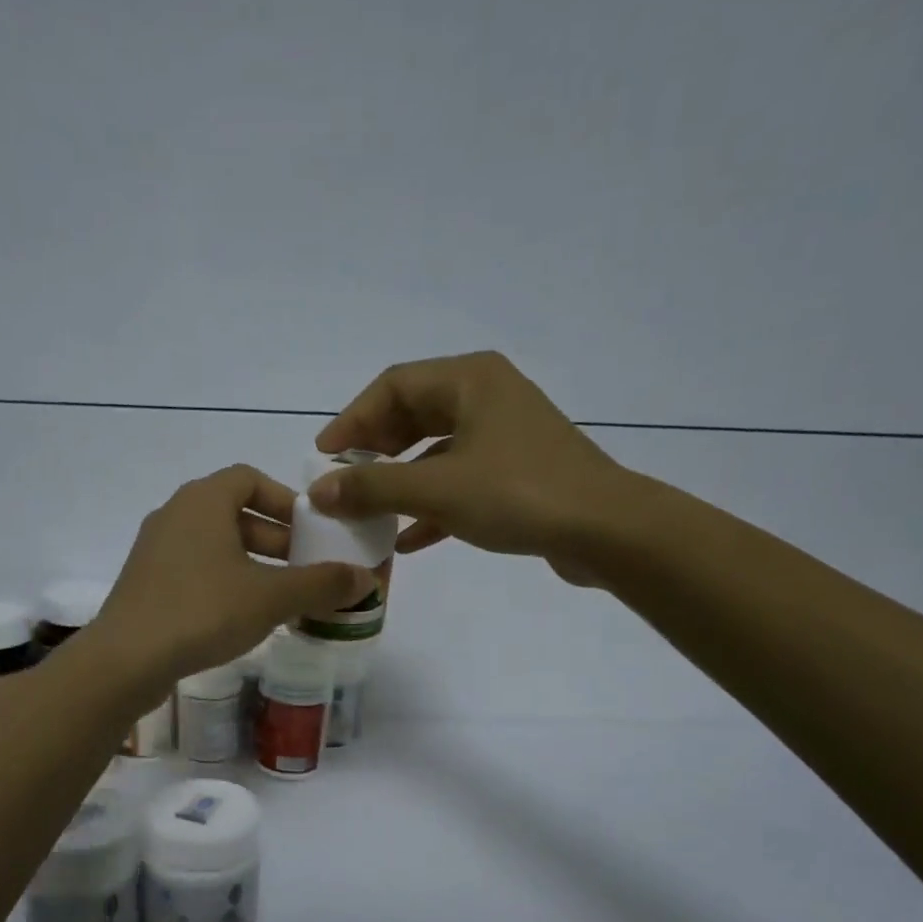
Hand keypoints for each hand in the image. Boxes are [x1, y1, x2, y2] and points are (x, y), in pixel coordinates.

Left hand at [94, 465, 373, 683]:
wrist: (126, 659)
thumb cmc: (203, 611)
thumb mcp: (271, 597)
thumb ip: (321, 584)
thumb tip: (366, 578)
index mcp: (203, 501)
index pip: (250, 478)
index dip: (285, 500)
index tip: (310, 530)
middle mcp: (175, 514)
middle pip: (234, 513)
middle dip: (275, 538)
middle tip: (304, 568)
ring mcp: (155, 550)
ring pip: (215, 545)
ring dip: (251, 563)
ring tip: (280, 597)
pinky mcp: (145, 583)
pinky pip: (194, 569)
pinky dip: (224, 581)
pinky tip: (241, 617)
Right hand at [311, 351, 636, 585]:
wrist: (605, 530)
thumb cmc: (518, 494)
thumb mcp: (437, 489)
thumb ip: (373, 488)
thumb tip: (318, 491)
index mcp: (469, 380)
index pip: (393, 386)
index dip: (353, 420)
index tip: (325, 457)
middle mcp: (487, 397)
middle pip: (414, 415)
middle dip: (375, 451)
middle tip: (345, 483)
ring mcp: (505, 435)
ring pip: (436, 451)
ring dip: (400, 482)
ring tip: (369, 512)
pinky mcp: (517, 472)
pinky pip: (459, 481)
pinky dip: (431, 505)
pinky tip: (407, 541)